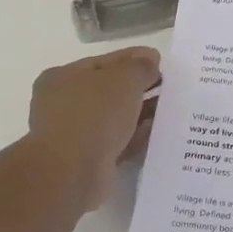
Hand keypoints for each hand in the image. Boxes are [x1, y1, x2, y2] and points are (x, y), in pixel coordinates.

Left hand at [26, 47, 160, 211]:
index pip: (103, 62)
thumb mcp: (122, 79)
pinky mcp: (89, 161)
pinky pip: (119, 143)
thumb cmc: (93, 114)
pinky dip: (137, 137)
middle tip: (168, 86)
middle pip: (108, 91)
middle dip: (139, 88)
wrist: (72, 172)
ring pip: (115, 119)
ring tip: (170, 109)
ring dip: (140, 113)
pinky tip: (159, 132)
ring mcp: (75, 135)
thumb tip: (149, 61)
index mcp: (62, 78)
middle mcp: (64, 105)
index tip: (160, 61)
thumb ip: (139, 66)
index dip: (132, 58)